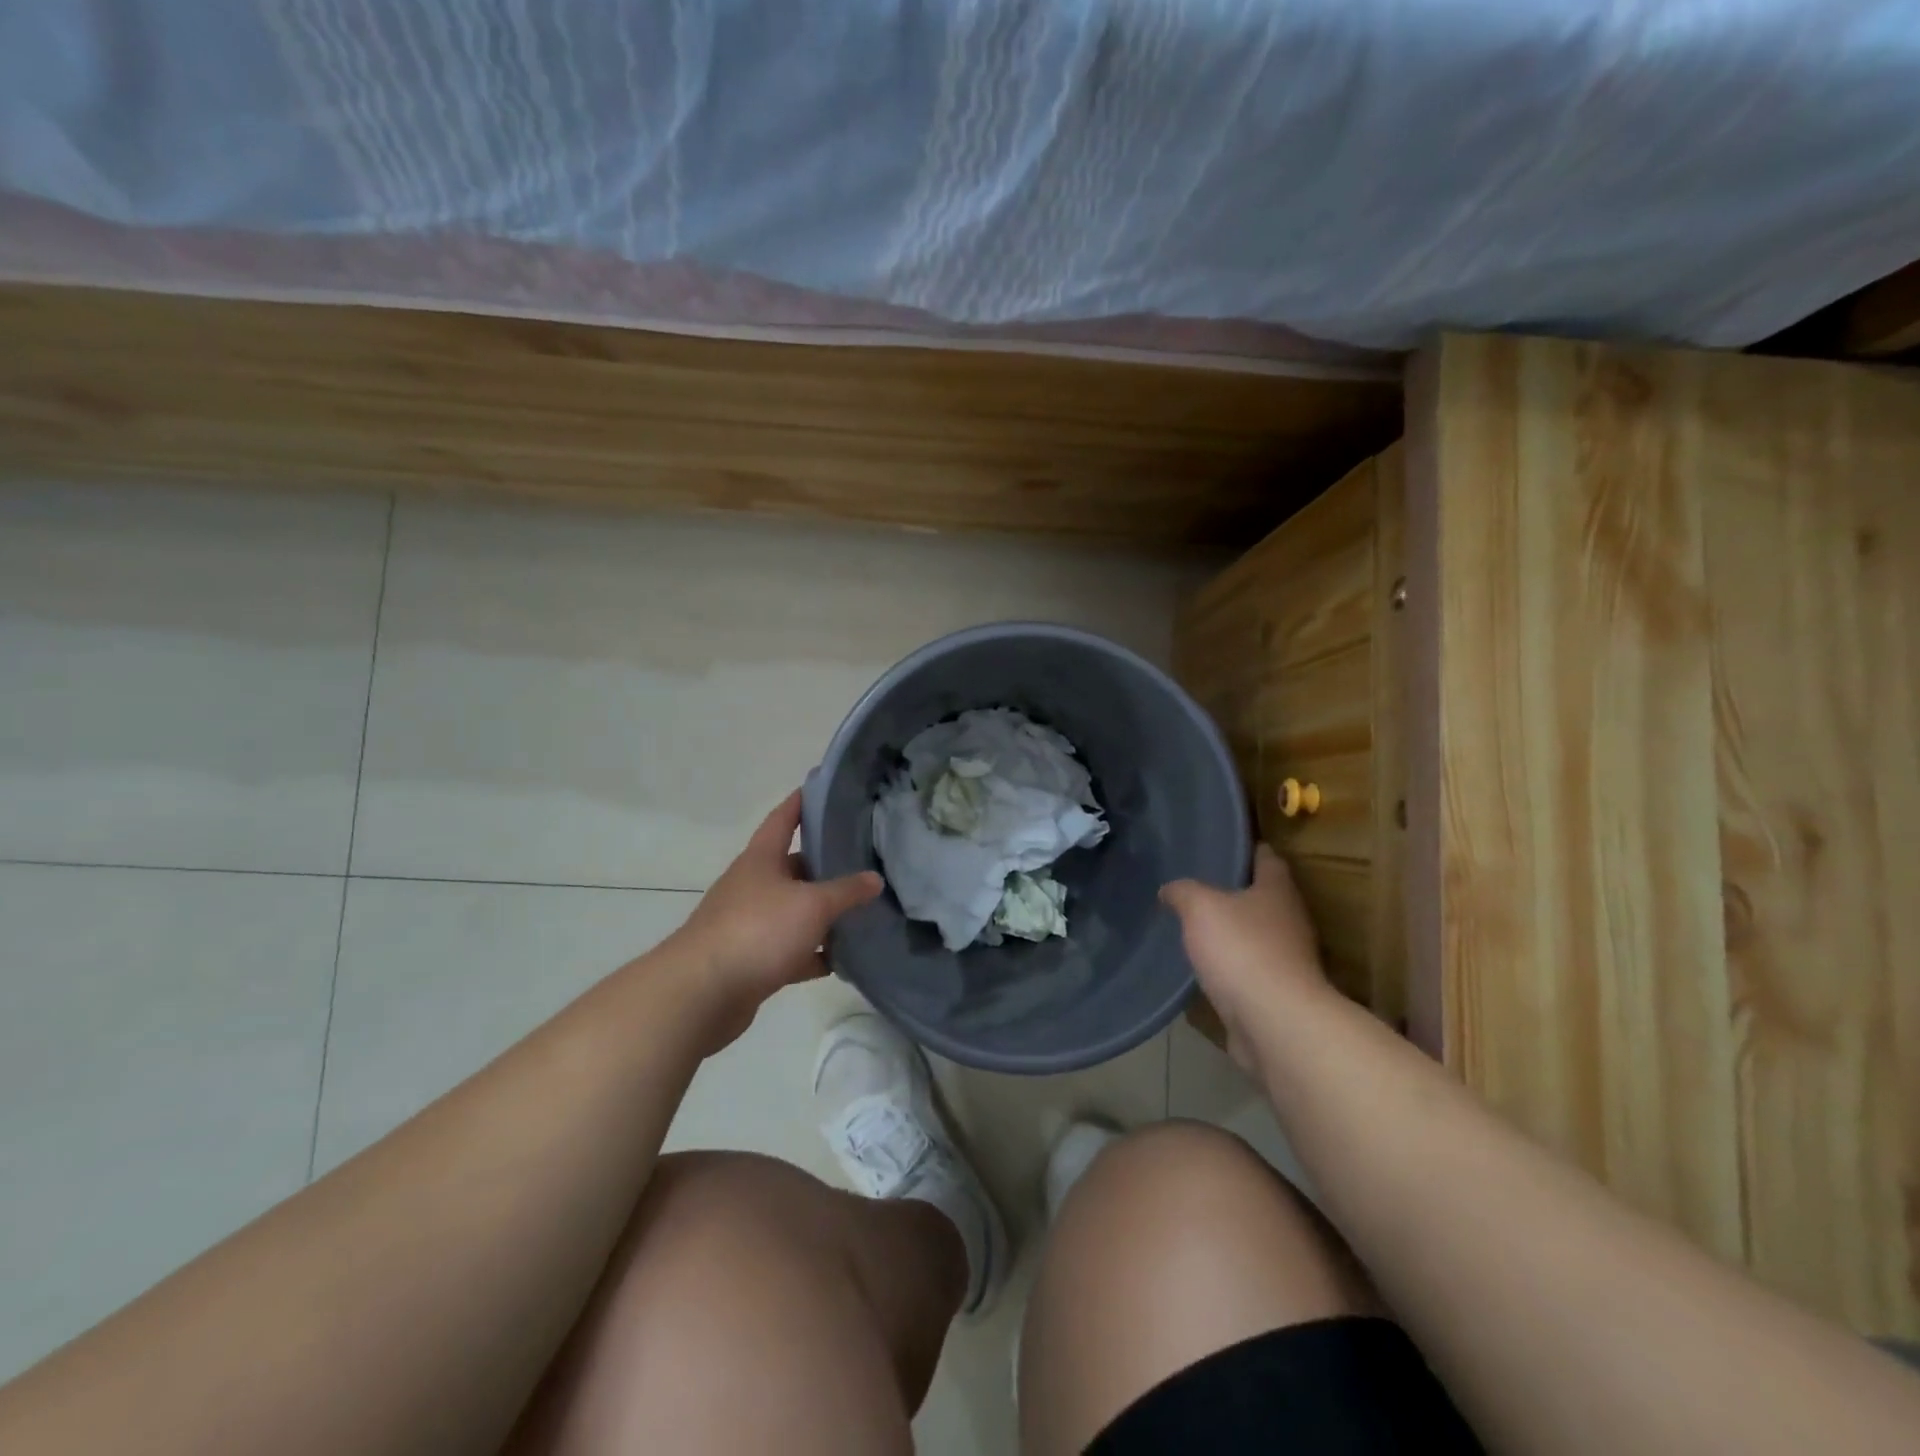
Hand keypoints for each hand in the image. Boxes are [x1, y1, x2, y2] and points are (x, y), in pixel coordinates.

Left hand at [667, 790, 882, 1051]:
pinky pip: (790, 950)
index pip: (783, 818)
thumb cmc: (758, 930)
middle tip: (864, 860)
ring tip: (862, 911)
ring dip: (822, 914)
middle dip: (825, 865)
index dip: (802, 802)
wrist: (702, 994)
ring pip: (793, 911)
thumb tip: (874, 879)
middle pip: (793, 867)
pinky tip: (841, 960)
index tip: (823, 789)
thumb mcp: (812, 905)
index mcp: (761, 859)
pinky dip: (812, 954)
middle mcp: (752, 886)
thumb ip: (846, 891)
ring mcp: (749, 924)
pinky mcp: (751, 960)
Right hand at [1161, 844, 1331, 1076]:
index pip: (1268, 858)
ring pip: (1258, 936)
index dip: (1247, 849)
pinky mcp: (1278, 995)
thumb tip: (1170, 889)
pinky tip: (1206, 968)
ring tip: (1196, 928)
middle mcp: (1290, 921)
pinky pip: (1251, 971)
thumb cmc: (1242, 949)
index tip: (1223, 846)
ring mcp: (1288, 961)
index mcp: (1278, 891)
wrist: (1275, 1023)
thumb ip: (1183, 892)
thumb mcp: (1200, 907)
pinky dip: (1232, 968)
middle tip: (1198, 887)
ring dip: (1234, 933)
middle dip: (1236, 893)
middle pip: (1264, 898)